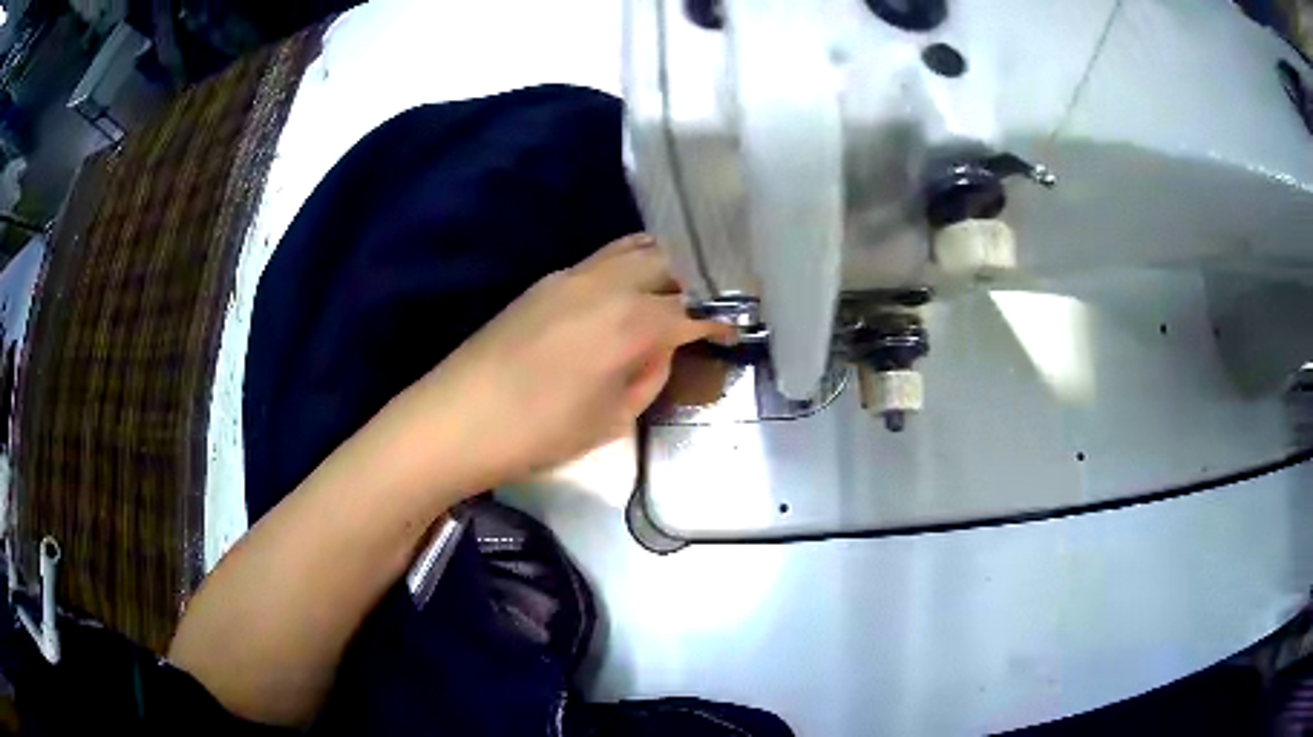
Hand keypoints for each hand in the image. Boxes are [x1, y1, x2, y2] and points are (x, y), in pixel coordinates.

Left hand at [404, 233, 733, 490]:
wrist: (456, 418)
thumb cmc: (538, 432)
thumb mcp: (610, 419)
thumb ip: (648, 374)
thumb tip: (662, 346)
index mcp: (631, 321)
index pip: (693, 307)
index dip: (722, 317)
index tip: (740, 326)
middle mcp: (607, 283)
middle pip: (669, 260)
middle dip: (701, 276)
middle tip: (719, 296)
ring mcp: (572, 275)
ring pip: (635, 248)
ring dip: (666, 260)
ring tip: (683, 281)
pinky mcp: (547, 280)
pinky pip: (604, 258)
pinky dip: (631, 263)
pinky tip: (633, 286)